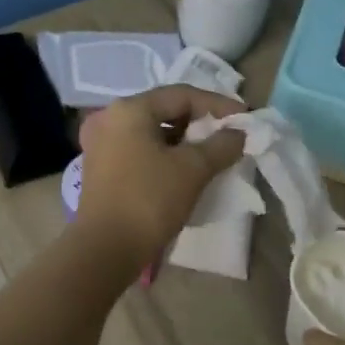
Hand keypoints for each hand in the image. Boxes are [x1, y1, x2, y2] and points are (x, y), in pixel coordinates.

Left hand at [73, 86, 247, 264]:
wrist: (105, 249)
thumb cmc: (149, 200)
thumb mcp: (193, 170)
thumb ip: (220, 145)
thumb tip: (237, 134)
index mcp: (129, 109)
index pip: (181, 95)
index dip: (217, 104)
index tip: (244, 118)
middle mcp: (109, 118)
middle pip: (164, 110)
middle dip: (199, 122)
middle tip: (228, 135)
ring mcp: (100, 144)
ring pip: (151, 132)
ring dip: (182, 140)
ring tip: (211, 153)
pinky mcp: (100, 168)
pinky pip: (139, 149)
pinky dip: (163, 154)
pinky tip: (184, 169)